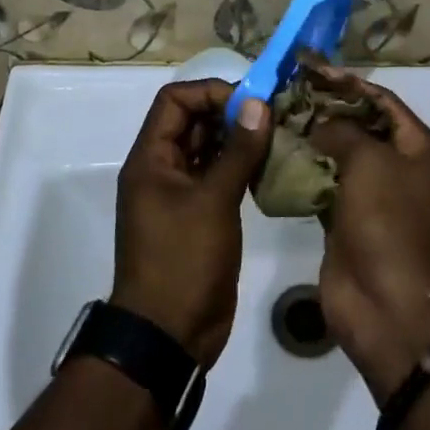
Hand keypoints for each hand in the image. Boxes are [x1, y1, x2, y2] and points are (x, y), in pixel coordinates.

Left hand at [112, 80, 272, 368]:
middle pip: (193, 120)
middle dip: (231, 112)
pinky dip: (242, 165)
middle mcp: (162, 168)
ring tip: (278, 134)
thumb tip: (259, 104)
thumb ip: (238, 151)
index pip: (175, 101)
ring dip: (239, 138)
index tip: (249, 102)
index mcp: (151, 159)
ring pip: (209, 147)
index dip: (210, 93)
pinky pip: (219, 174)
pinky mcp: (200, 214)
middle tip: (273, 115)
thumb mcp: (213, 201)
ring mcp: (181, 193)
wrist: (169, 336)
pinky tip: (272, 164)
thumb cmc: (183, 261)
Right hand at [308, 74, 429, 397]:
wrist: (390, 307)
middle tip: (287, 91)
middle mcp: (401, 169)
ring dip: (312, 139)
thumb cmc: (389, 222)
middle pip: (361, 126)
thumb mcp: (369, 161)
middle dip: (326, 109)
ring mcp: (375, 198)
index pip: (382, 101)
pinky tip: (276, 156)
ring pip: (341, 156)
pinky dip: (305, 172)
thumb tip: (317, 124)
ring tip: (276, 118)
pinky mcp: (348, 223)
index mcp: (421, 149)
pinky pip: (326, 186)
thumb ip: (340, 130)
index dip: (347, 83)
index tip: (311, 68)